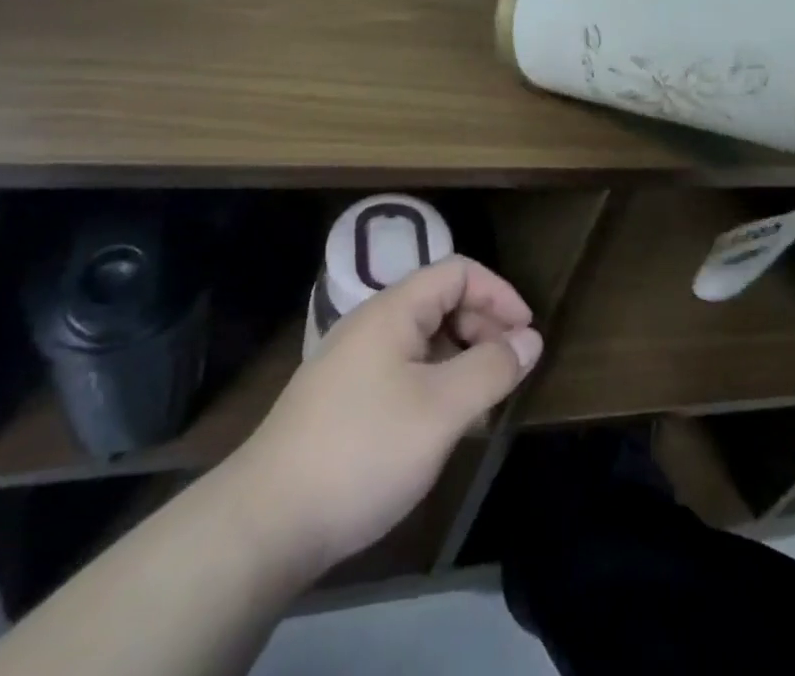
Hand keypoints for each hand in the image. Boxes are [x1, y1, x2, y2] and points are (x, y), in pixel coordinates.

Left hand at [228, 256, 542, 572]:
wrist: (264, 523)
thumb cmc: (363, 451)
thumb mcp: (441, 410)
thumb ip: (491, 368)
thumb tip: (530, 338)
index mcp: (394, 309)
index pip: (459, 271)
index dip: (499, 294)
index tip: (527, 334)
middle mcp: (372, 322)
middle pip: (441, 301)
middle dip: (483, 327)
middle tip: (508, 371)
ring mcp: (352, 360)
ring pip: (422, 338)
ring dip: (460, 357)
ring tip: (481, 402)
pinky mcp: (342, 396)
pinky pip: (402, 368)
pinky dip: (434, 381)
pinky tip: (441, 423)